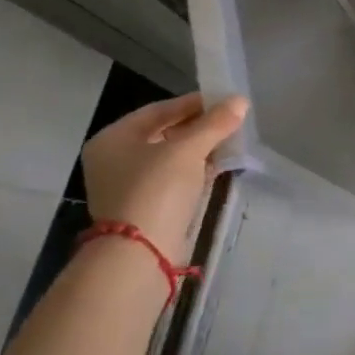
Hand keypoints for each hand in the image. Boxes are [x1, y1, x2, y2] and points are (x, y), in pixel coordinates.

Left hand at [81, 93, 247, 265]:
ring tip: (231, 142)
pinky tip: (218, 167)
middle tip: (231, 122)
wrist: (141, 253)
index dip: (194, 103)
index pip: (158, 110)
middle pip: (163, 133)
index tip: (225, 101)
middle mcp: (114, 159)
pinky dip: (194, 171)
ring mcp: (127, 185)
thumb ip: (215, 123)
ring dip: (199, 149)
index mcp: (113, 138)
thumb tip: (240, 101)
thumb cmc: (157, 189)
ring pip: (170, 157)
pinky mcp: (143, 206)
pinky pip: (172, 179)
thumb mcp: (189, 149)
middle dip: (199, 127)